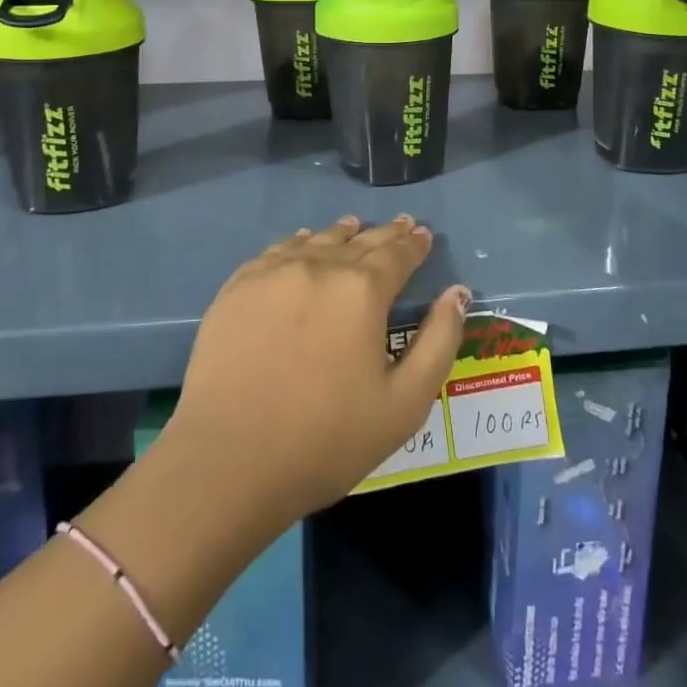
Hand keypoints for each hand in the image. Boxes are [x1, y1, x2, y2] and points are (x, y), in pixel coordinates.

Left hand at [166, 215, 469, 525]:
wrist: (228, 461)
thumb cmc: (326, 440)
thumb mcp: (404, 404)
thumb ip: (438, 342)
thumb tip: (457, 293)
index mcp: (362, 290)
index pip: (397, 254)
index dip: (414, 244)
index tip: (423, 234)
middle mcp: (319, 266)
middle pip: (359, 241)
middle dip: (384, 234)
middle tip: (400, 225)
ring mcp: (273, 272)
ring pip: (317, 240)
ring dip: (342, 233)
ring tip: (354, 226)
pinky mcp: (237, 287)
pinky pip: (277, 251)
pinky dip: (299, 242)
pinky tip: (302, 243)